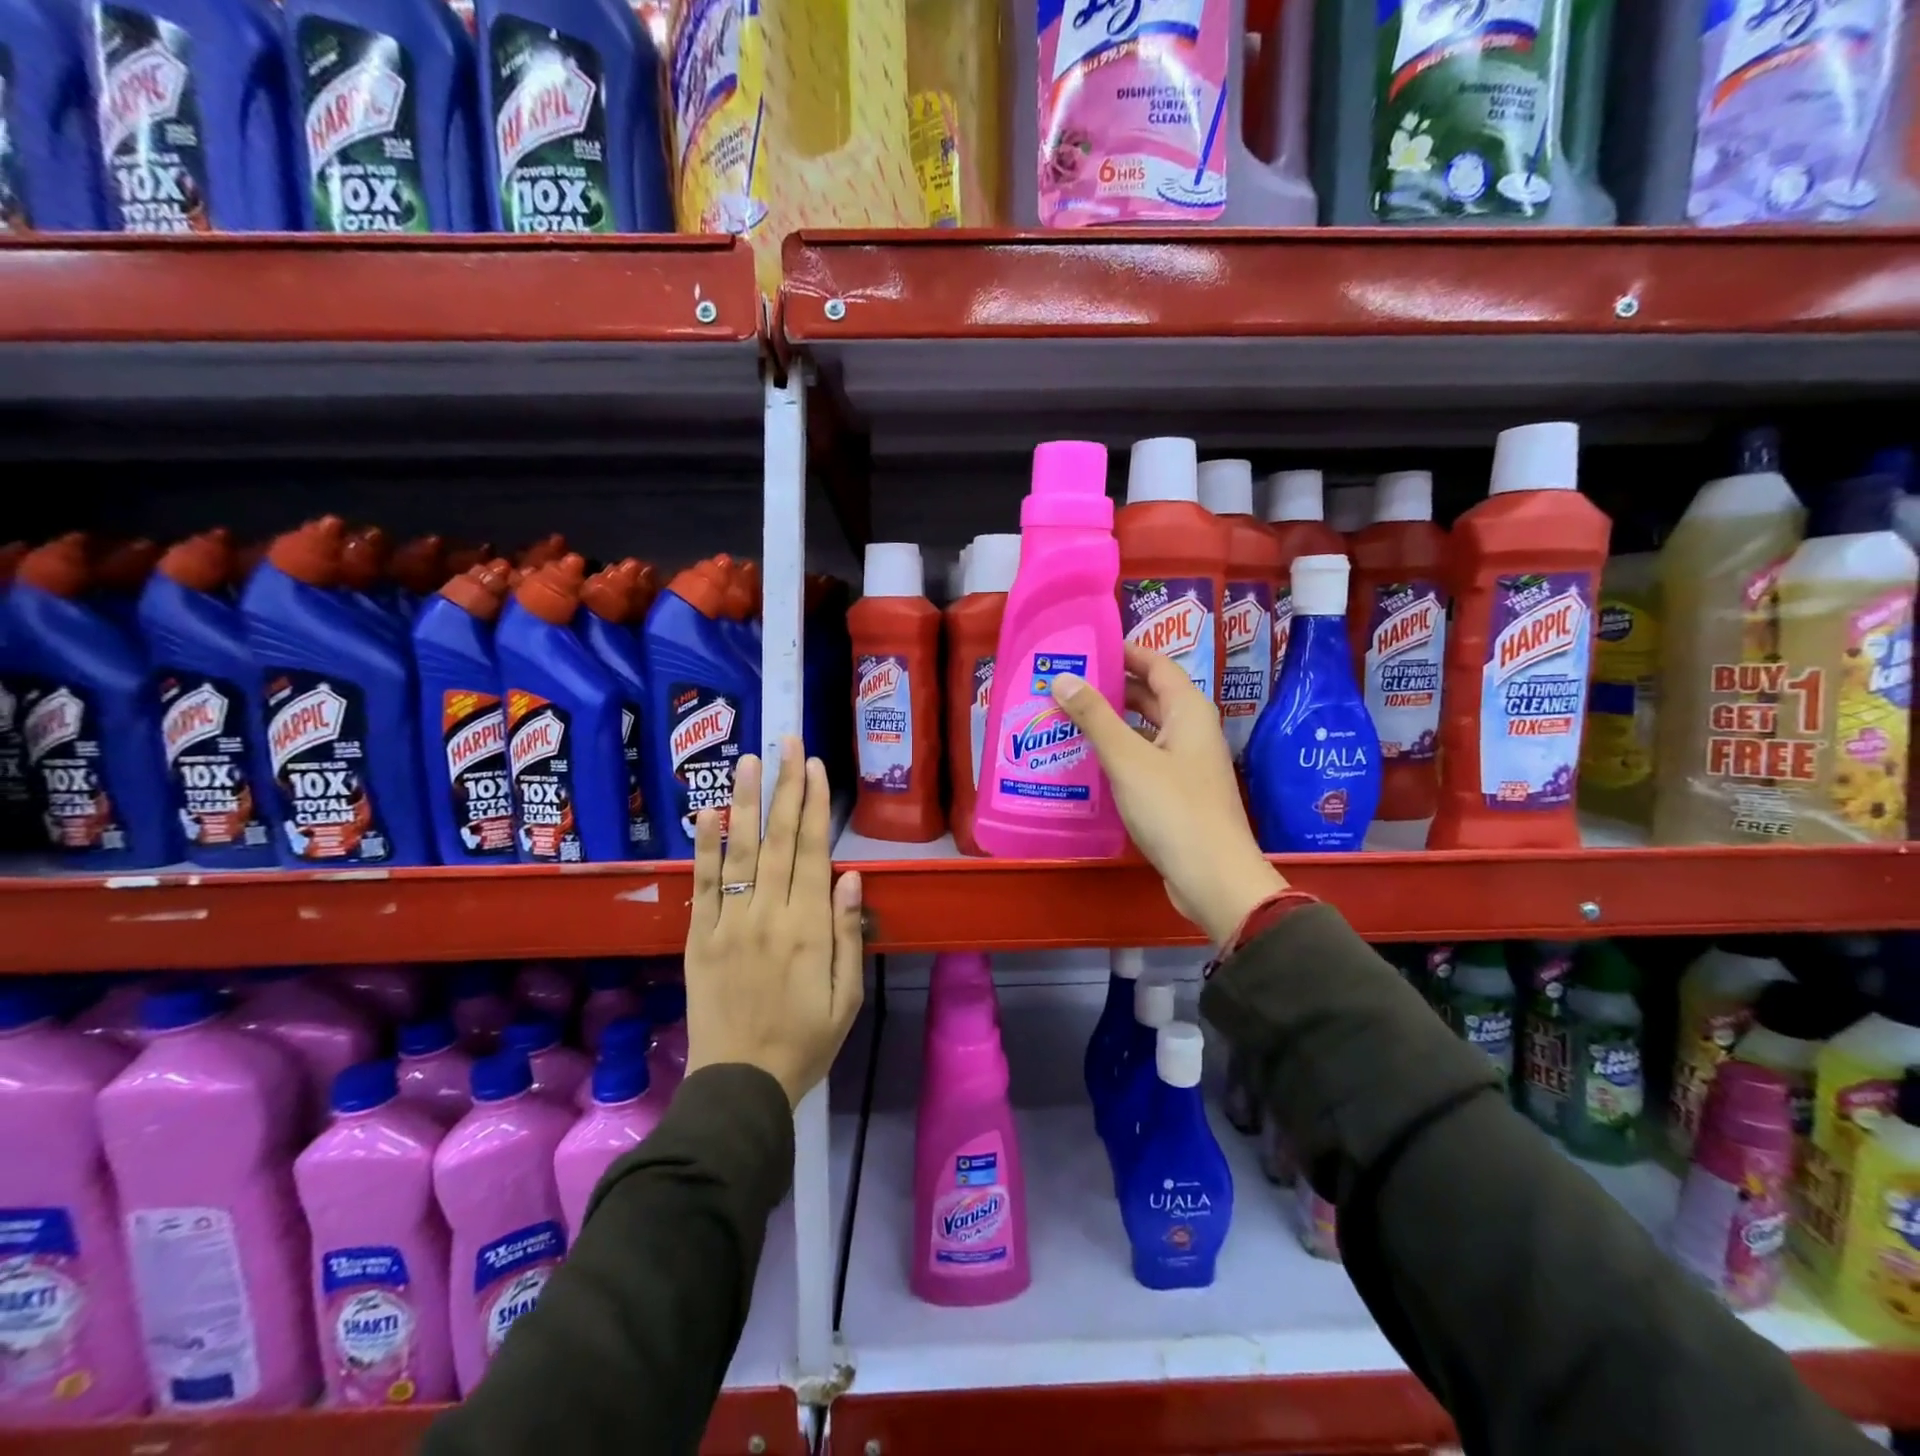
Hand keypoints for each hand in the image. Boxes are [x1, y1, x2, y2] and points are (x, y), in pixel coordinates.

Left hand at [684, 738, 864, 1106]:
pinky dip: (704, 848)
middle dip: (784, 787)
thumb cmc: (806, 1042)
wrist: (740, 1085)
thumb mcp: (848, 996)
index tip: (814, 766)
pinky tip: (707, 814)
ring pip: (739, 852)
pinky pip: (702, 885)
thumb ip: (848, 933)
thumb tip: (851, 875)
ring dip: (744, 803)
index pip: (812, 852)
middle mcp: (768, 916)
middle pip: (778, 840)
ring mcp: (728, 924)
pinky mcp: (700, 938)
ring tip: (747, 761)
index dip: (814, 805)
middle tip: (786, 742)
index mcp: (808, 929)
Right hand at [1049, 645, 1284, 942]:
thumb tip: (1062, 678)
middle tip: (1067, 684)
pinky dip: (1119, 753)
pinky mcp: (1179, 794)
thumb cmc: (1173, 809)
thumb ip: (1094, 717)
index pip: (1157, 665)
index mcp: (1190, 711)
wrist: (1213, 877)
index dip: (1125, 652)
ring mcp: (1188, 764)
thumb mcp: (1127, 759)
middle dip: (1112, 688)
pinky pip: (1145, 759)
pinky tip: (1088, 762)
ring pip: (1146, 730)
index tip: (1086, 648)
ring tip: (1068, 718)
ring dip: (1112, 723)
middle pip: (1151, 697)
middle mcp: (1193, 731)